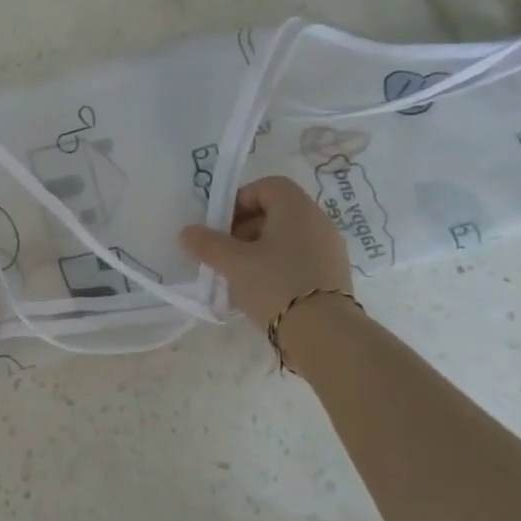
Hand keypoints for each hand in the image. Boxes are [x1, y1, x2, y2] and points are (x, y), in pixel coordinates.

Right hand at [179, 176, 351, 323]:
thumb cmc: (275, 284)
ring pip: (286, 238)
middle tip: (225, 252)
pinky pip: (299, 259)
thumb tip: (188, 232)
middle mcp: (318, 222)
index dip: (240, 199)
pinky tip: (261, 291)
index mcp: (297, 209)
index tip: (221, 225)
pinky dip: (277, 266)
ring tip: (239, 275)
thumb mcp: (233, 263)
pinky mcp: (332, 276)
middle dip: (245, 228)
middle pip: (276, 212)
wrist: (324, 334)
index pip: (268, 186)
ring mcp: (329, 250)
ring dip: (259, 250)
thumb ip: (207, 244)